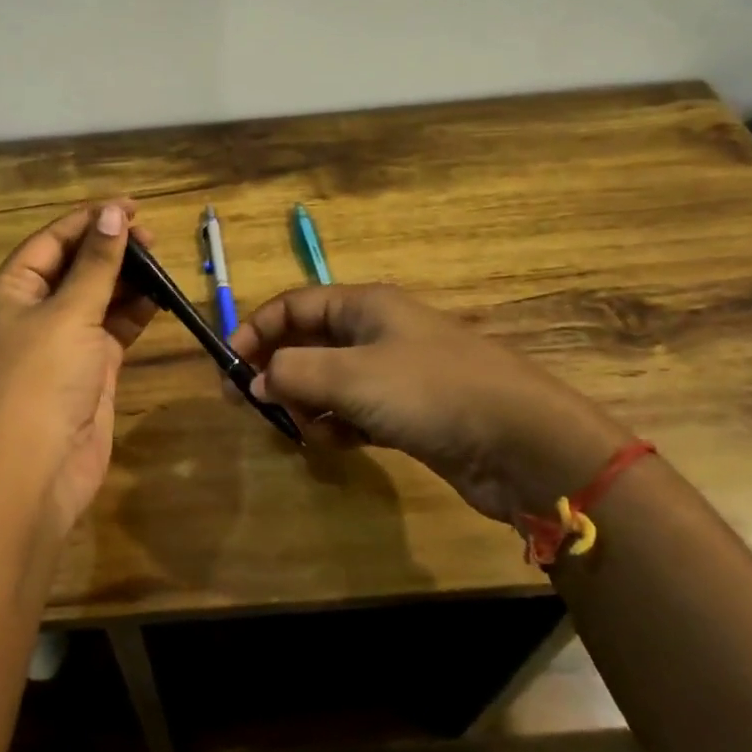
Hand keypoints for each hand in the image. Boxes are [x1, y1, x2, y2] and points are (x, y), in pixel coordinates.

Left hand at [0, 202, 158, 534]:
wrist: (36, 470)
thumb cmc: (42, 379)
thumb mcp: (69, 313)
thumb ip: (96, 264)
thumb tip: (113, 214)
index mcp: (12, 291)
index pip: (52, 241)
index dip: (90, 220)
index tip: (130, 206)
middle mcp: (34, 312)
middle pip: (75, 267)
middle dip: (110, 249)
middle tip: (151, 238)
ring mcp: (63, 342)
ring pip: (97, 297)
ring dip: (126, 279)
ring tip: (160, 261)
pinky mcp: (90, 368)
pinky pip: (113, 328)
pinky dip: (135, 312)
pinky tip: (160, 296)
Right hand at [228, 284, 626, 523]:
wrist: (523, 443)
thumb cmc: (430, 391)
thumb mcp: (351, 376)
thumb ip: (293, 373)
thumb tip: (254, 380)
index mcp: (364, 305)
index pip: (294, 305)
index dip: (257, 329)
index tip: (227, 363)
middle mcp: (378, 332)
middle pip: (309, 342)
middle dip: (279, 371)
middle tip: (253, 403)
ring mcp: (396, 373)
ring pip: (331, 380)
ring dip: (308, 402)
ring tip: (303, 428)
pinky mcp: (410, 412)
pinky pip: (356, 411)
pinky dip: (339, 425)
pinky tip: (337, 445)